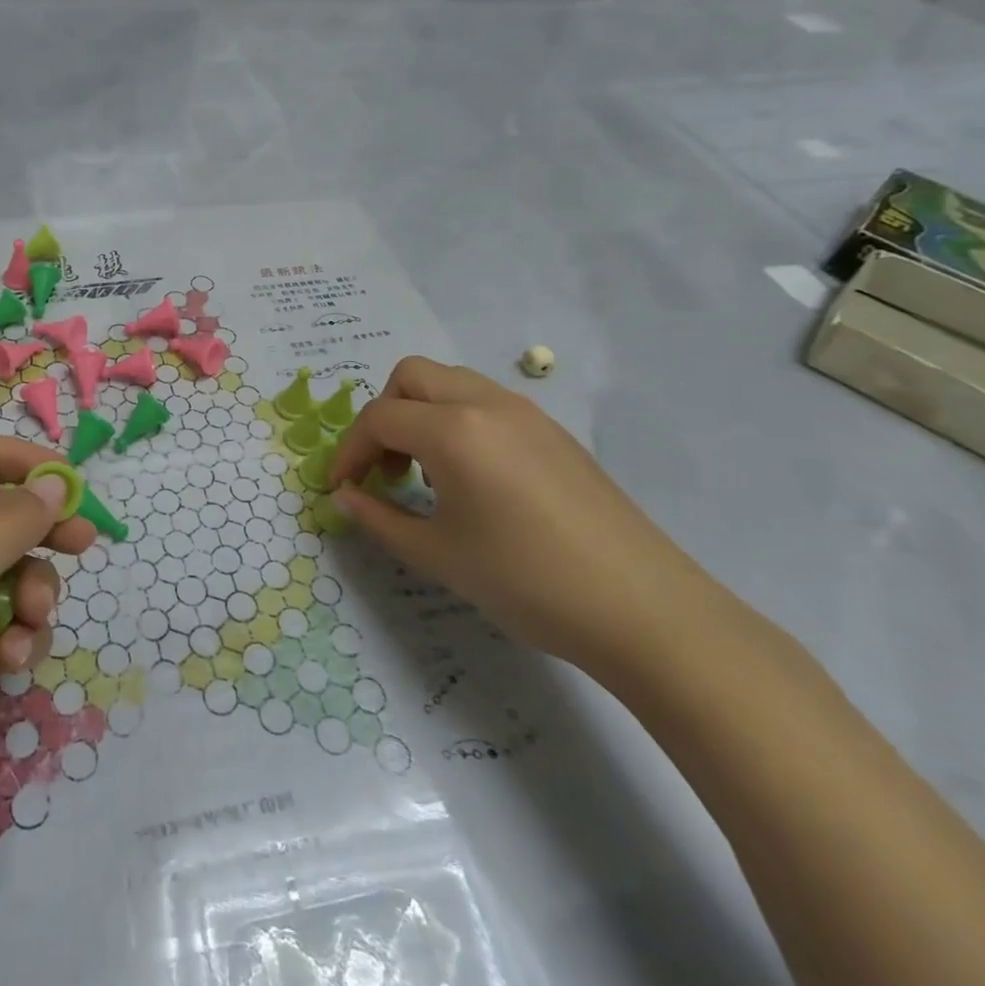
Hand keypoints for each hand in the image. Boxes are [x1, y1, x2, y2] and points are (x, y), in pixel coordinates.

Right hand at [330, 356, 709, 669]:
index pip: (379, 418)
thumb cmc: (526, 581)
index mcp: (454, 430)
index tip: (341, 488)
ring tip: (425, 473)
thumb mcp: (438, 555)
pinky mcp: (553, 432)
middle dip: (383, 415)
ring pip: (451, 383)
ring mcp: (526, 413)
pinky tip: (471, 479)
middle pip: (411, 376)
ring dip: (421, 414)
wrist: (643, 609)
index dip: (349, 451)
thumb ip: (379, 518)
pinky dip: (457, 422)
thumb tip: (344, 496)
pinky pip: (485, 402)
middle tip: (384, 468)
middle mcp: (487, 403)